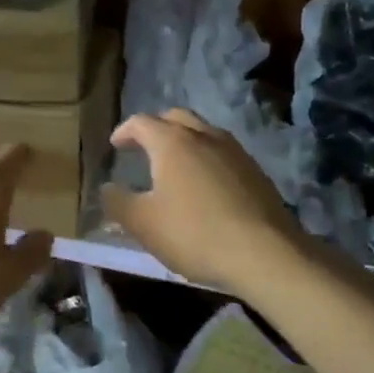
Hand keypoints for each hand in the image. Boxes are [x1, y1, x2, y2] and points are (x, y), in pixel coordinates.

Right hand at [101, 109, 301, 291]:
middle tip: (144, 146)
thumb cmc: (194, 233)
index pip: (141, 122)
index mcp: (172, 142)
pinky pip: (223, 153)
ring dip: (185, 141)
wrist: (266, 255)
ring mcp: (234, 152)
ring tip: (176, 165)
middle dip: (156, 127)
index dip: (124, 131)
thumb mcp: (142, 223)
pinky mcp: (256, 172)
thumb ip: (117, 202)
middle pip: (175, 117)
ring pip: (203, 132)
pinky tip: (206, 185)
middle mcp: (203, 136)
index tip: (115, 146)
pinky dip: (207, 158)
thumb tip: (107, 188)